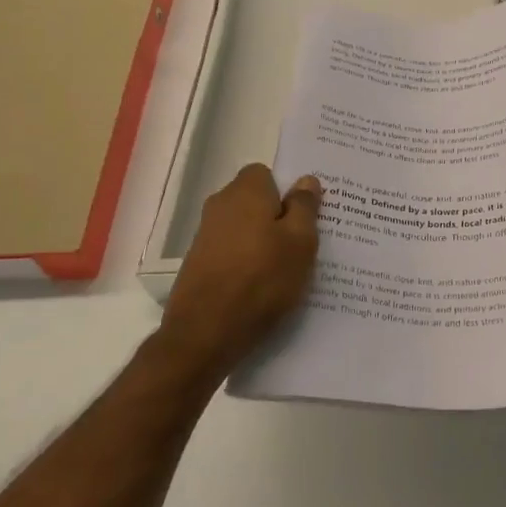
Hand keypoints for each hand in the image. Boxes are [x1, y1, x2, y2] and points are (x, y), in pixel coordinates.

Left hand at [160, 165, 320, 381]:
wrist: (205, 333)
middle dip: (278, 217)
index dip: (288, 191)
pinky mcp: (199, 265)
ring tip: (288, 270)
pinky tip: (263, 287)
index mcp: (245, 191)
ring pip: (245, 229)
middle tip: (305, 243)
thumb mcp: (300, 241)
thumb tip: (306, 180)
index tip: (306, 215)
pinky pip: (233, 252)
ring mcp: (205, 236)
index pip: (267, 173)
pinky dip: (248, 263)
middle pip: (256, 201)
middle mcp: (220, 205)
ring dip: (264, 243)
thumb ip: (305, 206)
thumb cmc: (262, 279)